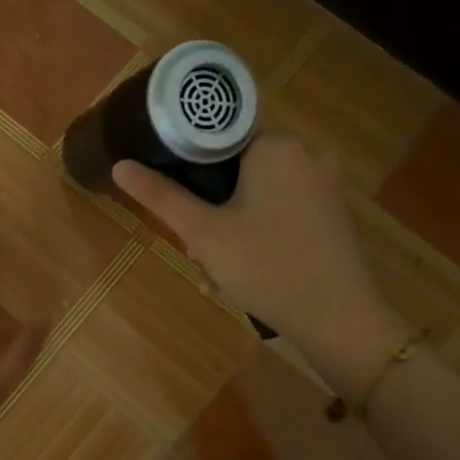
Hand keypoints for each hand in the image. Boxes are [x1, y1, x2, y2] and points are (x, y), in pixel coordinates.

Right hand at [112, 136, 397, 349]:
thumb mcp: (203, 233)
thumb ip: (161, 196)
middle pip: (236, 172)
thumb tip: (120, 166)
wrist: (339, 319)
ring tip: (214, 275)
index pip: (216, 139)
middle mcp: (305, 154)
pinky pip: (281, 213)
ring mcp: (324, 186)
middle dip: (209, 213)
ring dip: (229, 231)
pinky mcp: (333, 214)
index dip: (188, 172)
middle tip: (194, 252)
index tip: (178, 209)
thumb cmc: (266, 266)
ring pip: (257, 197)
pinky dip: (258, 236)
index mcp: (275, 146)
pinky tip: (243, 275)